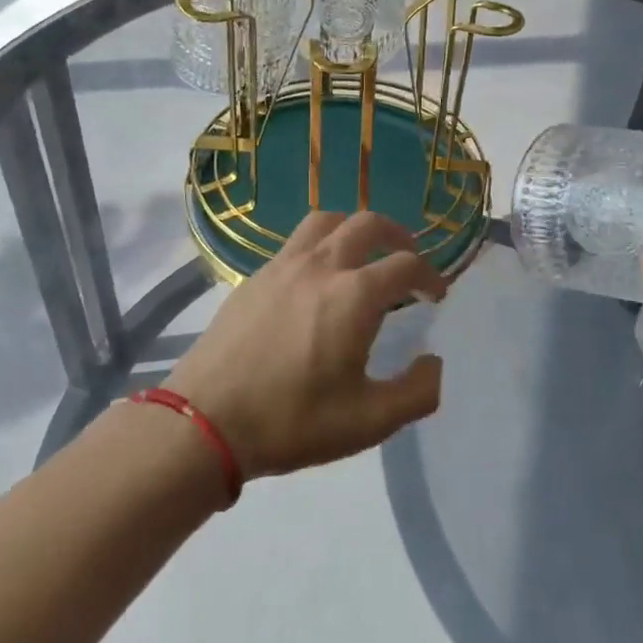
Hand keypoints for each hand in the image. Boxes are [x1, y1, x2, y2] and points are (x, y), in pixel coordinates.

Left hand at [166, 211, 447, 479]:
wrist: (207, 420)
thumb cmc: (292, 421)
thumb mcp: (368, 421)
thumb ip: (417, 392)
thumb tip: (435, 363)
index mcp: (355, 295)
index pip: (406, 265)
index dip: (430, 275)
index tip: (436, 294)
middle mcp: (321, 266)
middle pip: (368, 224)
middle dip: (397, 235)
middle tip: (408, 258)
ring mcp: (282, 266)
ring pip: (326, 220)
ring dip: (354, 228)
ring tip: (363, 252)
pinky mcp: (254, 276)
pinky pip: (296, 241)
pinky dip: (320, 244)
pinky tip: (316, 277)